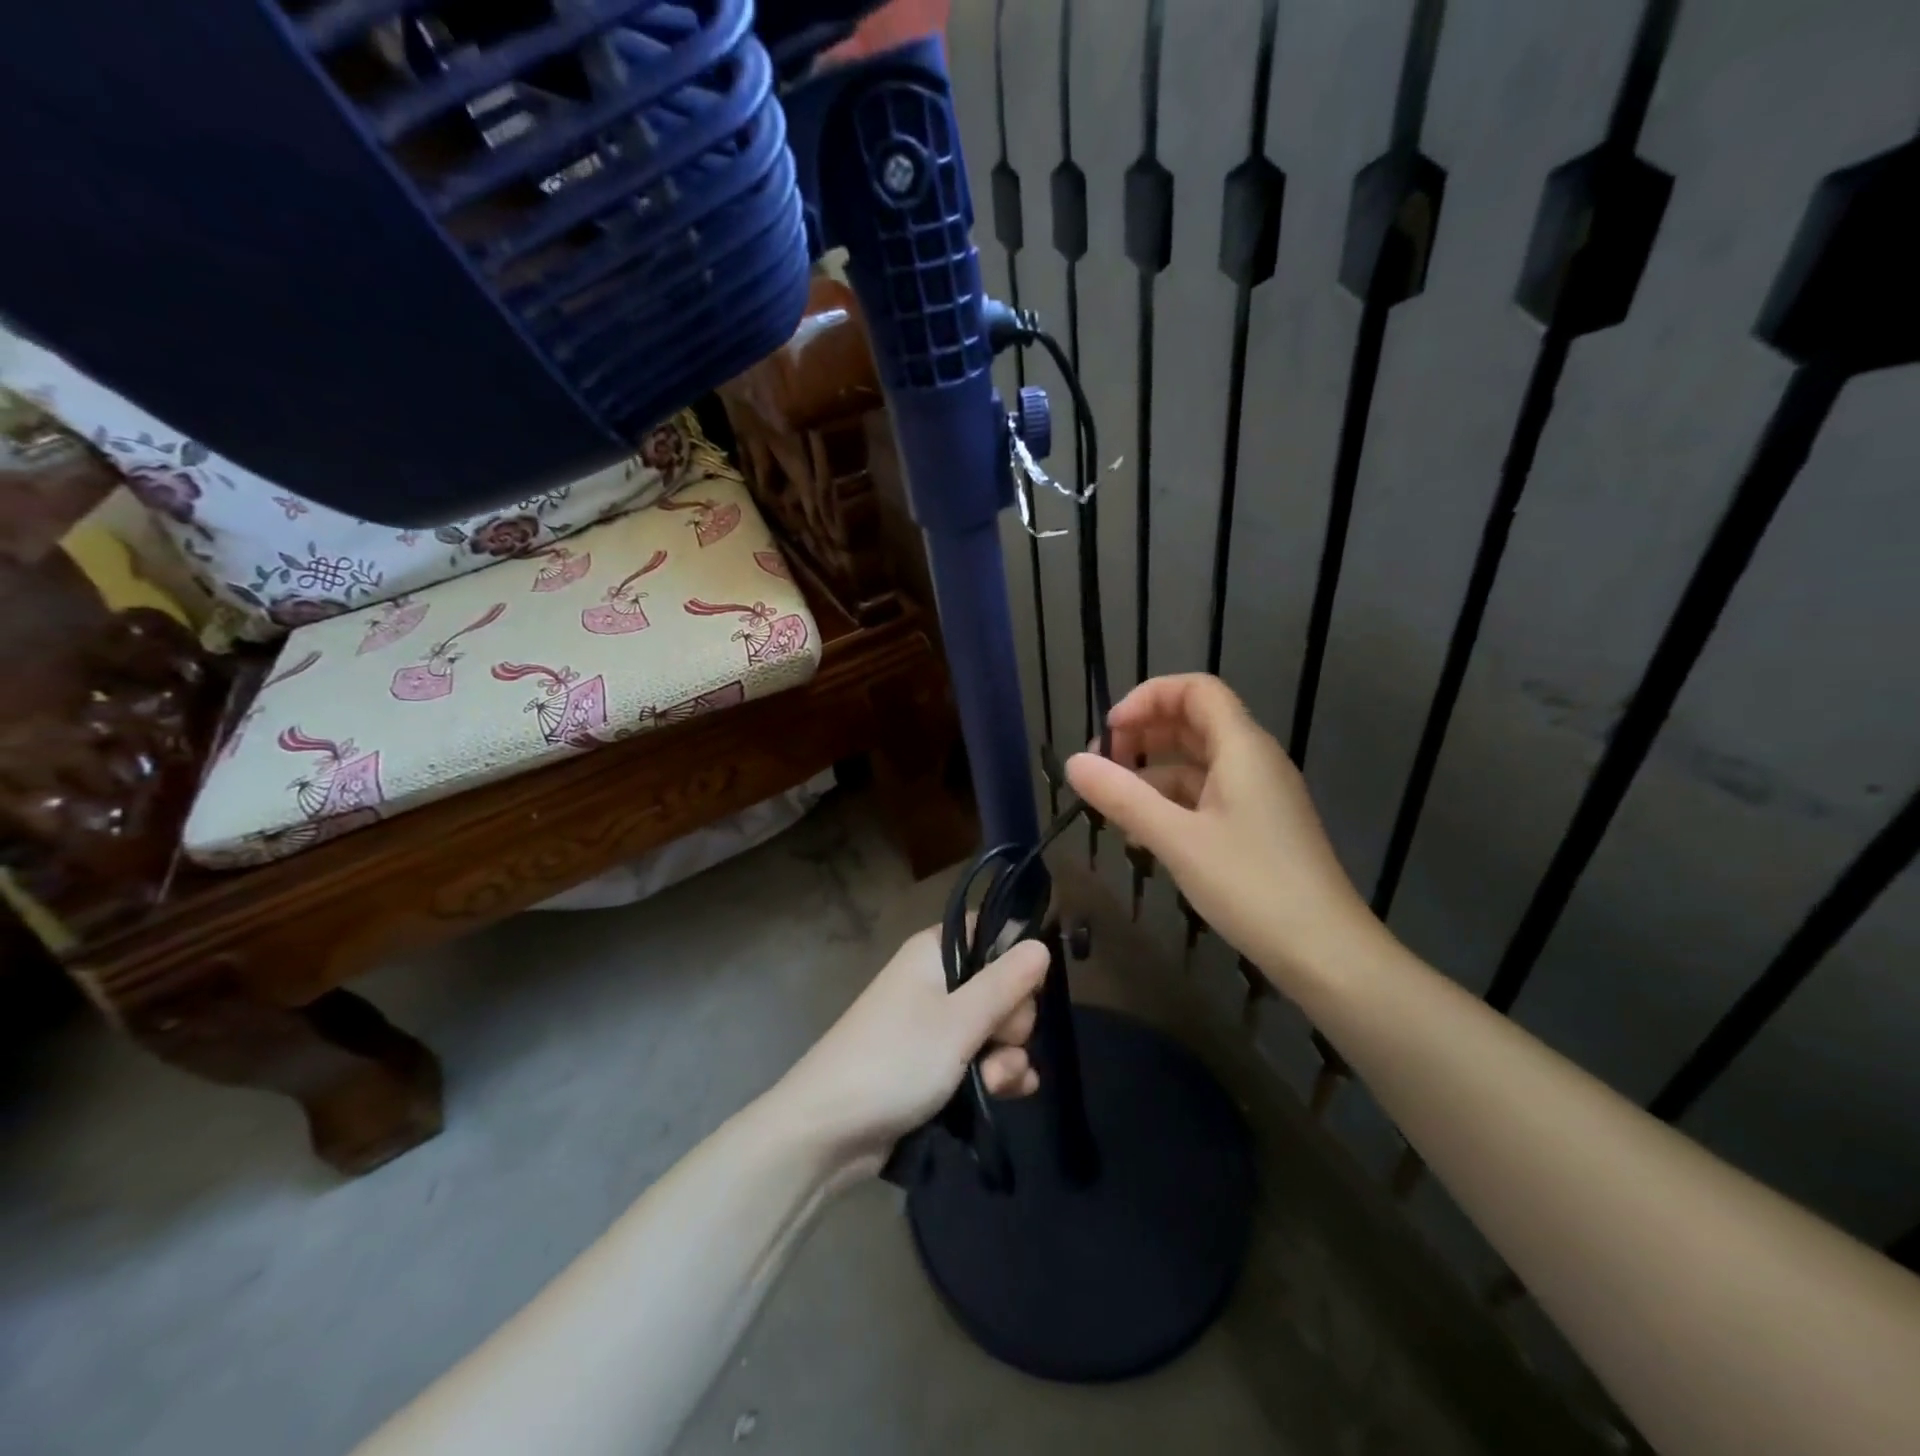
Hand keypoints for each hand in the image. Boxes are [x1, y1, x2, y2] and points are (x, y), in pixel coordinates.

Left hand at [774, 925, 1049, 1170]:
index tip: (1026, 988)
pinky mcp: (934, 1065)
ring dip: (1006, 1057)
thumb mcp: (959, 1021)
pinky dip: (996, 1075)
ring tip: (996, 1084)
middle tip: (998, 1045)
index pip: (989, 933)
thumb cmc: (895, 1060)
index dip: (1015, 958)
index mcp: (934, 953)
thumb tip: (1040, 944)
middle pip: (1000, 985)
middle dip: (1012, 1022)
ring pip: (993, 1029)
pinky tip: (1010, 1094)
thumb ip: (1005, 983)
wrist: (829, 1131)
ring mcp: (934, 1026)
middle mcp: (935, 981)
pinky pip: (979, 1059)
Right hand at [1065, 673, 1376, 987]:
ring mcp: (1258, 795)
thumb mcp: (1177, 839)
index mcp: (1242, 747)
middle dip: (1143, 734)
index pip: (1195, 690)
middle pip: (1193, 722)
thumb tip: (1073, 763)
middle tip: (1101, 767)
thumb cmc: (1251, 885)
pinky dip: (1171, 802)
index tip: (1110, 732)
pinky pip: (1207, 795)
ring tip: (1112, 803)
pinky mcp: (1257, 826)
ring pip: (1197, 763)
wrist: (1325, 952)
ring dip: (1152, 772)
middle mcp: (1253, 761)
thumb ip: (1122, 797)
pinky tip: (1143, 833)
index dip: (1148, 698)